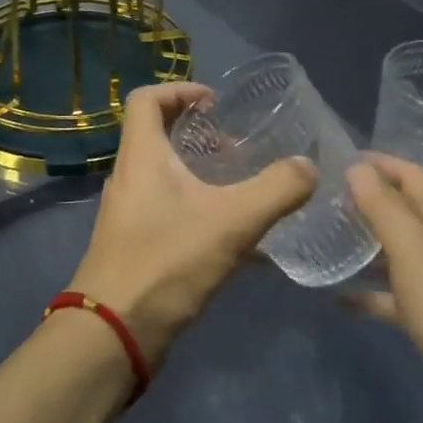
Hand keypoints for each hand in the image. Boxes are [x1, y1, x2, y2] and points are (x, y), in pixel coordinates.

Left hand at [70, 82, 315, 364]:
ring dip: (198, 172)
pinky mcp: (133, 244)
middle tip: (235, 146)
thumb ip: (276, 190)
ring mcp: (128, 213)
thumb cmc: (167, 261)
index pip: (146, 98)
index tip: (215, 103)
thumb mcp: (232, 222)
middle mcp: (129, 177)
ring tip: (239, 187)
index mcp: (141, 156)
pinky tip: (232, 237)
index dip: (180, 90)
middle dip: (196, 133)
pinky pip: (166, 209)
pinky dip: (196, 207)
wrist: (114, 333)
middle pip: (156, 135)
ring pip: (163, 175)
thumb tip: (308, 166)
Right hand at [345, 155, 422, 422]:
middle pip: (408, 211)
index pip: (414, 177)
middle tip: (324, 197)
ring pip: (402, 253)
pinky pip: (400, 299)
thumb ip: (386, 210)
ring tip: (328, 240)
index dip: (380, 162)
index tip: (337, 158)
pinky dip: (373, 294)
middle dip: (370, 198)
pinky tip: (343, 301)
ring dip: (369, 243)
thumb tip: (357, 166)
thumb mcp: (417, 256)